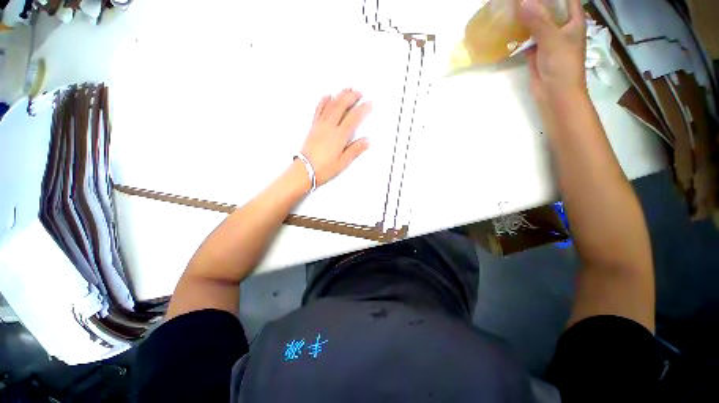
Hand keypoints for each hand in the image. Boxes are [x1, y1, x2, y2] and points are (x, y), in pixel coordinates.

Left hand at [300, 88, 371, 186]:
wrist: (304, 170)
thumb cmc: (323, 169)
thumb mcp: (343, 162)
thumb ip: (355, 150)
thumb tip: (367, 141)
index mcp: (338, 136)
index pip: (353, 118)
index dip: (362, 109)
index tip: (369, 103)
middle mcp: (329, 127)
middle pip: (341, 106)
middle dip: (351, 97)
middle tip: (359, 92)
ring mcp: (320, 125)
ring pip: (331, 105)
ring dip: (340, 95)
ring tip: (347, 89)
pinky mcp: (313, 127)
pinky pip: (318, 109)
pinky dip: (324, 101)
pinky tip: (327, 96)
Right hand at [519, 0, 586, 102]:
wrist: (555, 94)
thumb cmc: (562, 65)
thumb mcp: (552, 39)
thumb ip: (538, 20)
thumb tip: (521, 2)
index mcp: (573, 21)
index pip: (567, 0)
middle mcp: (562, 28)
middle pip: (550, 9)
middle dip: (536, 3)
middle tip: (519, 0)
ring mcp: (548, 41)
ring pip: (537, 24)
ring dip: (526, 18)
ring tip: (512, 9)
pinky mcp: (536, 53)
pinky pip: (528, 39)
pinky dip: (520, 35)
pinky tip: (509, 29)